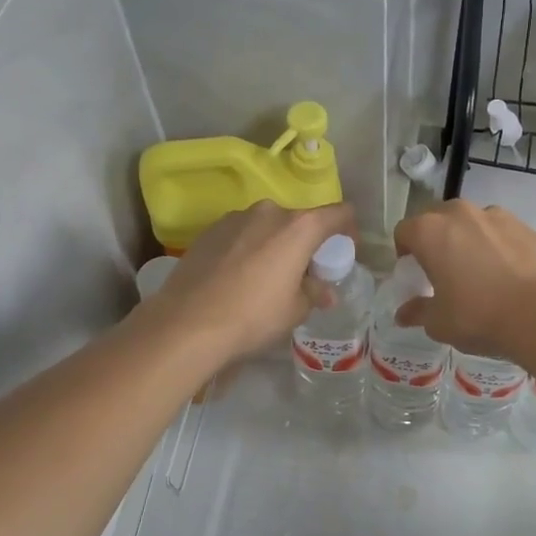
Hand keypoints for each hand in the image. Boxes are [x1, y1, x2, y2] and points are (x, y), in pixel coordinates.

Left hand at [145, 200, 355, 363]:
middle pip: (300, 220)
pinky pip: (242, 234)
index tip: (345, 250)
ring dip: (276, 244)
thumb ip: (314, 292)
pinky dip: (249, 248)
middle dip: (307, 243)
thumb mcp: (295, 310)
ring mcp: (236, 218)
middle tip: (305, 272)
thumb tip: (323, 291)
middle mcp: (269, 212)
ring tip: (268, 276)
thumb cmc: (254, 315)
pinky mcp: (209, 230)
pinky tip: (239, 277)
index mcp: (299, 227)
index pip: (339, 213)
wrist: (187, 323)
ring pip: (268, 226)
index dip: (349, 229)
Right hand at [391, 200, 535, 357]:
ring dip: (466, 239)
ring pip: (471, 222)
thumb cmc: (479, 316)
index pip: (404, 231)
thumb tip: (403, 314)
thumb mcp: (440, 323)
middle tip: (442, 270)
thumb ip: (418, 312)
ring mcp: (496, 215)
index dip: (404, 252)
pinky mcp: (525, 225)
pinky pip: (499, 231)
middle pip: (437, 220)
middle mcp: (460, 213)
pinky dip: (495, 244)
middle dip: (435, 240)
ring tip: (477, 270)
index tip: (413, 273)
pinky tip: (506, 272)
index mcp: (430, 232)